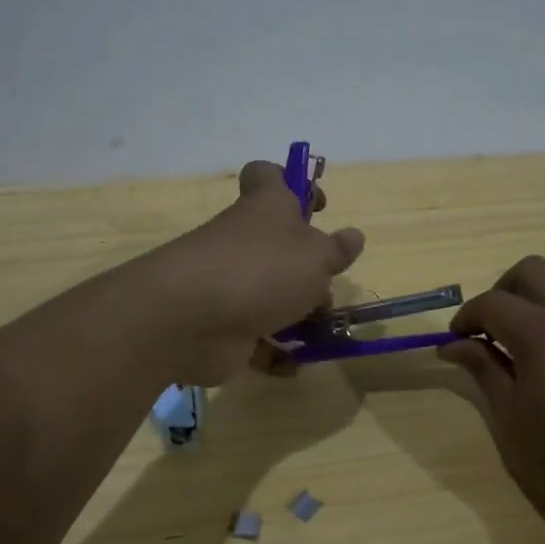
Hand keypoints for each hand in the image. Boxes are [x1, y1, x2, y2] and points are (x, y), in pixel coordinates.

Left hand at [142, 160, 365, 384]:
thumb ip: (337, 249)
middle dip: (308, 268)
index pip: (268, 176)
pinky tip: (295, 367)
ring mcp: (230, 283)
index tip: (318, 208)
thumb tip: (354, 236)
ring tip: (325, 333)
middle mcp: (244, 240)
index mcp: (265, 208)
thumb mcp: (316, 256)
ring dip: (298, 314)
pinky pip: (256, 337)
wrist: (190, 319)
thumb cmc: (262, 270)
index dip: (293, 183)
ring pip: (270, 293)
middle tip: (328, 287)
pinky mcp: (222, 324)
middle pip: (277, 244)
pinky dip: (275, 352)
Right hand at [438, 257, 544, 543]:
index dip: (466, 317)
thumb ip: (484, 371)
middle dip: (503, 292)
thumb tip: (455, 345)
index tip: (456, 341)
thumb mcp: (514, 423)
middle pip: (532, 271)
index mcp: (543, 331)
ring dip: (541, 303)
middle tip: (492, 331)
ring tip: (533, 349)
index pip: (492, 302)